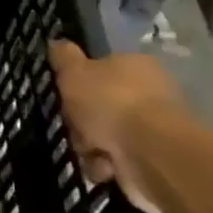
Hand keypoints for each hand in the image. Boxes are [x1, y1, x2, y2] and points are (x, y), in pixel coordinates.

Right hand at [48, 41, 189, 212]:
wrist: (151, 154)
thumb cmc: (110, 103)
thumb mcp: (74, 71)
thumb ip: (63, 57)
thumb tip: (56, 43)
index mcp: (134, 66)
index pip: (100, 70)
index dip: (79, 85)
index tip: (66, 97)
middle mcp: (148, 93)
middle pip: (100, 106)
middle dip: (82, 121)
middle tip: (74, 127)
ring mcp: (153, 129)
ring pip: (105, 135)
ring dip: (90, 147)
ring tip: (90, 153)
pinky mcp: (155, 160)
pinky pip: (118, 161)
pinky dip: (106, 166)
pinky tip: (104, 169)